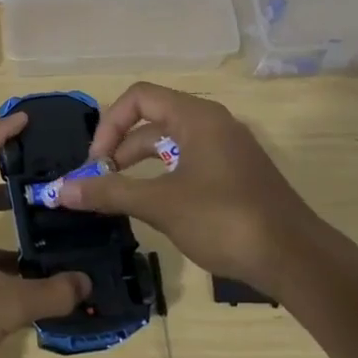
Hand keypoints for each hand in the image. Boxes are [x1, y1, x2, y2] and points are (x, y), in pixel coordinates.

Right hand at [59, 82, 333, 292]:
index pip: (139, 98)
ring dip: (140, 166)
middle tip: (101, 181)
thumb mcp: (160, 204)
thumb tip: (60, 190)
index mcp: (197, 117)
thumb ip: (109, 192)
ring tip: (120, 196)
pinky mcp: (236, 176)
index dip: (109, 125)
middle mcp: (213, 124)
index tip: (96, 163)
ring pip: (170, 145)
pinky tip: (155, 207)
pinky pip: (189, 163)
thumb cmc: (225, 220)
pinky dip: (163, 178)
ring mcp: (227, 150)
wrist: (296, 259)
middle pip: (153, 120)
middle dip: (120, 148)